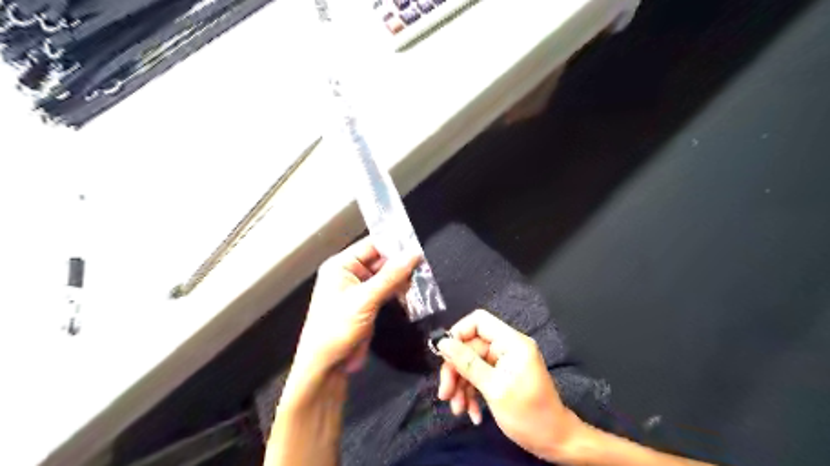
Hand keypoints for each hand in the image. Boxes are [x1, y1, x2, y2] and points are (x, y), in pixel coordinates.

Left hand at [291, 238, 422, 380]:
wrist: (326, 366)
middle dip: (401, 263)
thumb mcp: (365, 299)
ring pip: (386, 276)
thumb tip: (414, 254)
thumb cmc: (338, 328)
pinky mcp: (367, 304)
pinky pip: (386, 290)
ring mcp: (359, 289)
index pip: (372, 245)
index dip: (394, 244)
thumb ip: (391, 276)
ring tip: (423, 277)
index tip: (418, 246)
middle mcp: (350, 273)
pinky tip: (413, 291)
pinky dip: (398, 290)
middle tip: (425, 265)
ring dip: (402, 278)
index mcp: (342, 265)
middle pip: (380, 260)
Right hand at [436, 310, 581, 461]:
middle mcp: (507, 347)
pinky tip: (471, 413)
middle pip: (471, 346)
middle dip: (456, 370)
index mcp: (512, 342)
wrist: (555, 443)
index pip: (479, 321)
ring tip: (458, 409)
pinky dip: (471, 392)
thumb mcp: (494, 389)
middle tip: (445, 393)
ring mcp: (505, 362)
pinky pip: (479, 376)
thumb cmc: (528, 414)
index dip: (458, 333)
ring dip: (461, 385)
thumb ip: (467, 363)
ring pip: (471, 363)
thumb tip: (443, 343)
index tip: (444, 355)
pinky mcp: (502, 376)